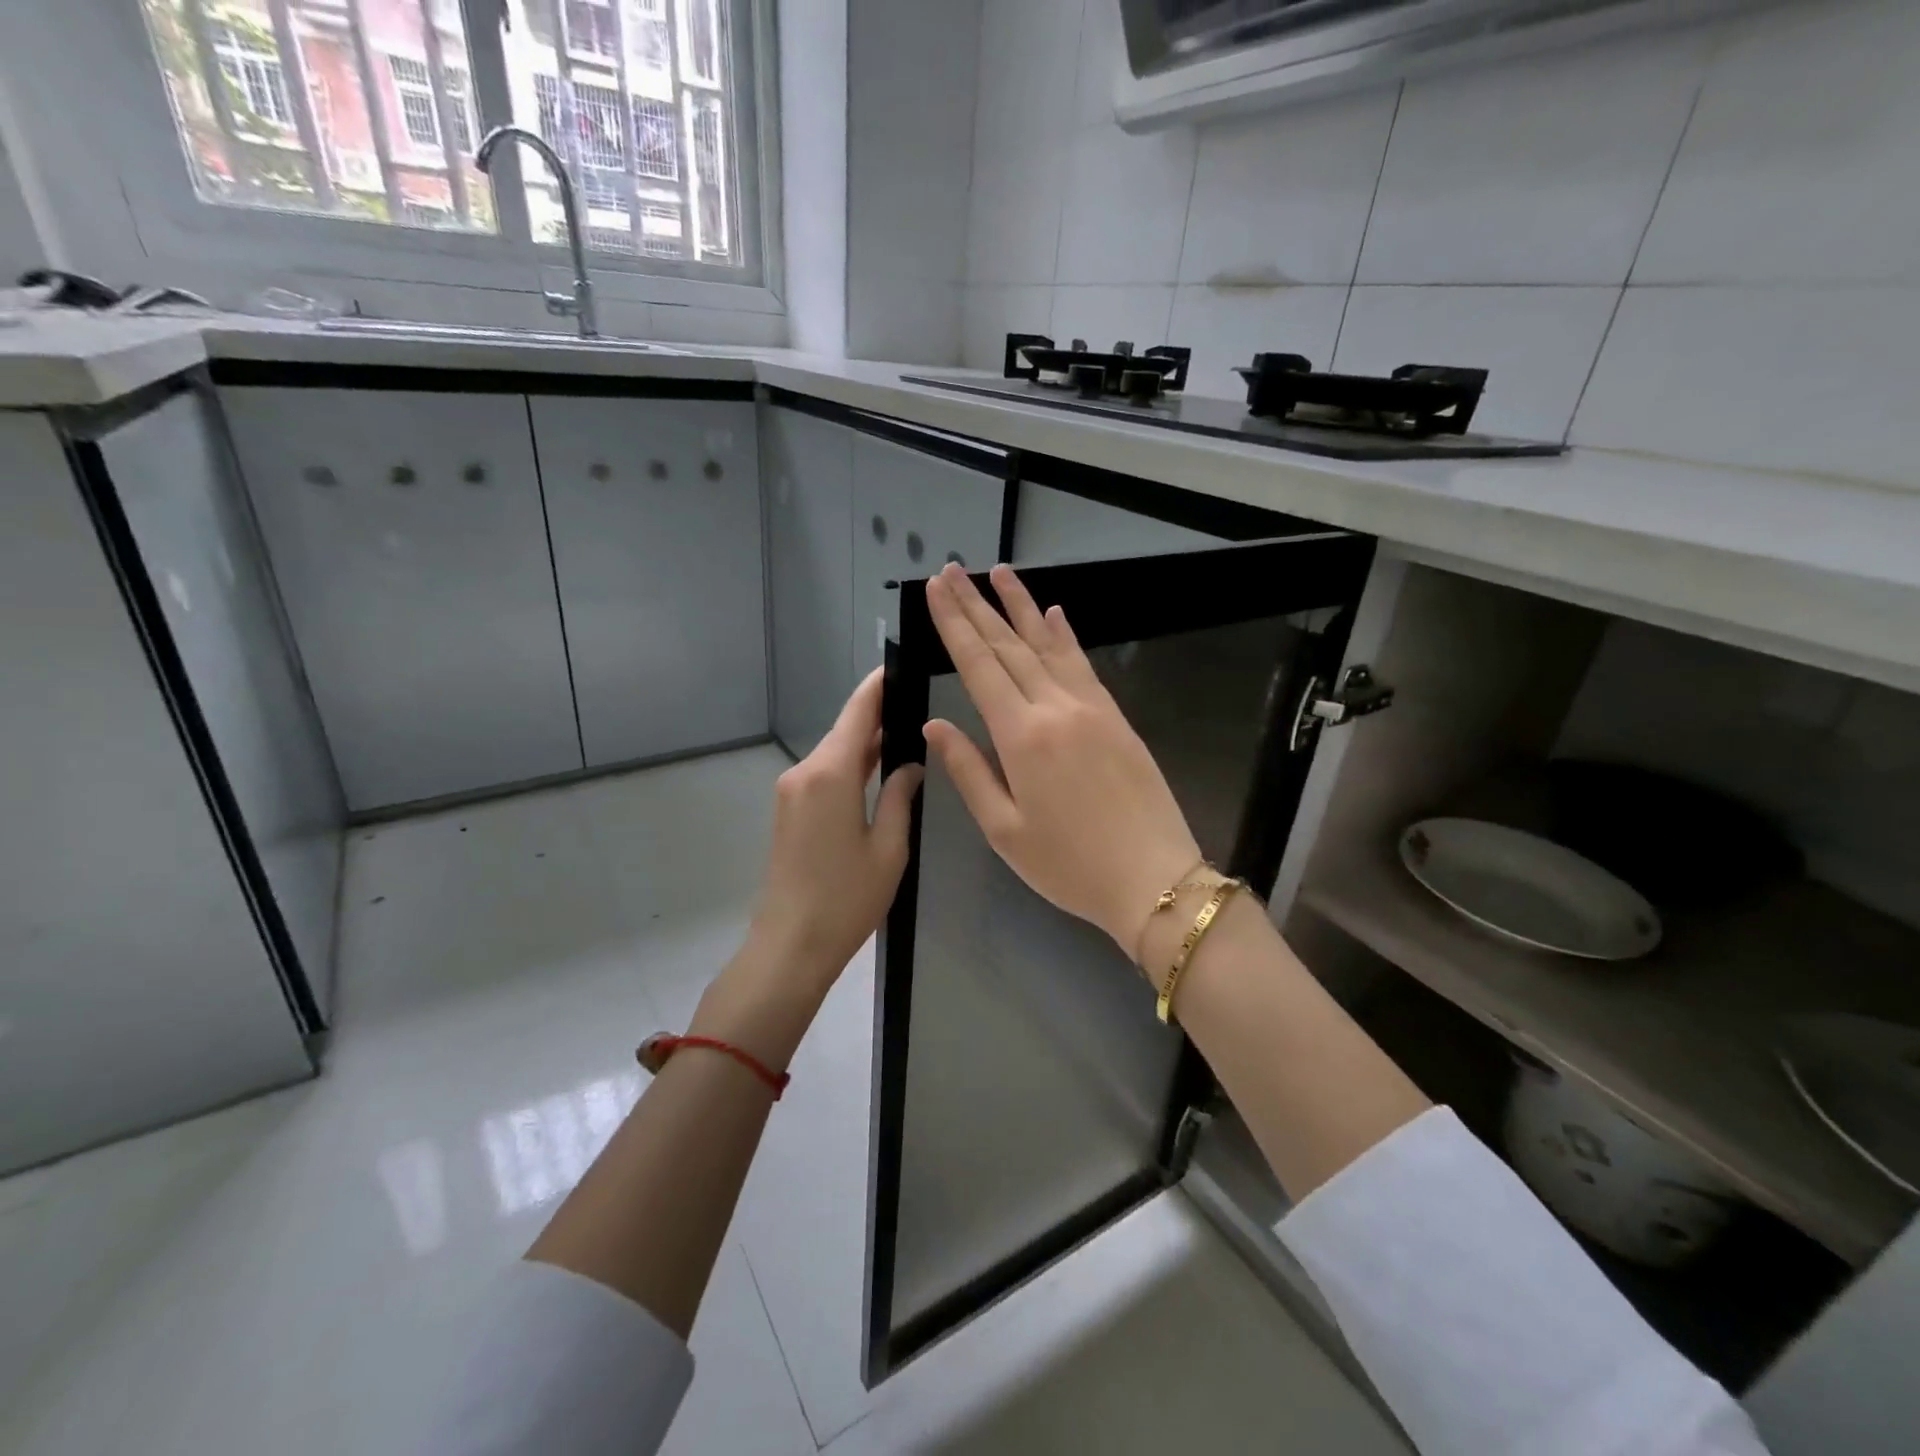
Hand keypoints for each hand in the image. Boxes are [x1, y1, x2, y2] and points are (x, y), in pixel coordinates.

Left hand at [739, 668, 923, 1000]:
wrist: (789, 946)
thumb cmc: (846, 899)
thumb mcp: (888, 848)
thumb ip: (899, 796)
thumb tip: (910, 765)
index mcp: (830, 774)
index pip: (857, 712)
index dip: (878, 686)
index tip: (899, 665)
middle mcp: (804, 772)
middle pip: (845, 731)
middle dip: (878, 716)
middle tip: (919, 704)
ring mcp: (791, 792)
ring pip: (835, 754)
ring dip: (866, 744)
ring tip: (907, 734)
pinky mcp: (788, 811)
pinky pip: (824, 776)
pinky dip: (850, 767)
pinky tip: (878, 770)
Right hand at [922, 563, 1202, 957]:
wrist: (1154, 879)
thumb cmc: (1069, 865)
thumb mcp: (1005, 830)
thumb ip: (969, 771)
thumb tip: (935, 726)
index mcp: (1021, 736)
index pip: (978, 666)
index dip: (953, 624)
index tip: (935, 588)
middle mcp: (1055, 708)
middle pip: (1008, 646)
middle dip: (976, 606)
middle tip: (952, 570)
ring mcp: (1091, 708)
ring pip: (1048, 645)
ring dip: (1020, 606)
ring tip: (999, 573)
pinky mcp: (1116, 717)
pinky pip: (1083, 664)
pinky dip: (1064, 635)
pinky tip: (1055, 613)